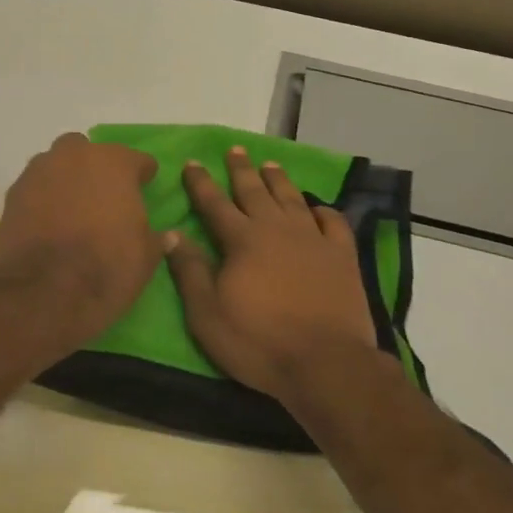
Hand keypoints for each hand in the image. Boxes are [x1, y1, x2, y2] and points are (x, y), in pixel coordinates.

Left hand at [0, 132, 160, 346]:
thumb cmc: (106, 267)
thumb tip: (167, 236)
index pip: (137, 160)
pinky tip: (47, 225)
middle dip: (94, 168)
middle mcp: (73, 157)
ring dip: (64, 182)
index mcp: (113, 163)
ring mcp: (37, 173)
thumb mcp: (145, 258)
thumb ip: (155, 239)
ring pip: (55, 167)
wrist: (43, 292)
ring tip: (72, 211)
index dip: (143, 174)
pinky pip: (33, 191)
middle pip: (87, 151)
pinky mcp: (11, 197)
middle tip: (102, 197)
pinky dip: (41, 202)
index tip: (145, 187)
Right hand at [166, 146, 380, 404]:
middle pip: (255, 191)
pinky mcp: (342, 256)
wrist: (325, 363)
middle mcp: (276, 229)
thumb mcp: (207, 313)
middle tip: (235, 150)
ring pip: (292, 199)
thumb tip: (170, 233)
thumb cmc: (258, 341)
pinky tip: (318, 207)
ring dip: (278, 180)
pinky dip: (324, 210)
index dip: (201, 183)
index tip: (192, 162)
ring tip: (270, 165)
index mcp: (242, 240)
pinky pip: (333, 222)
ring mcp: (313, 240)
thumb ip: (189, 270)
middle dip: (241, 169)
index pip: (215, 203)